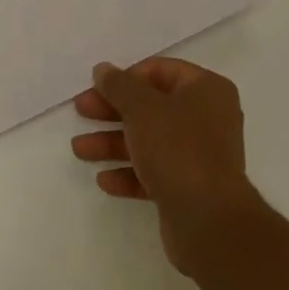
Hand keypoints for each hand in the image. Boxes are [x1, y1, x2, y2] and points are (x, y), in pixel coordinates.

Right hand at [72, 57, 261, 276]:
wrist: (209, 220)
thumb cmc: (177, 148)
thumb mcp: (141, 108)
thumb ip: (118, 85)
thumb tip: (103, 69)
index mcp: (207, 89)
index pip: (160, 71)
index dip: (126, 77)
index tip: (98, 88)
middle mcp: (208, 118)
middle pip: (151, 106)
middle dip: (112, 111)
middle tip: (81, 111)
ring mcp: (200, 155)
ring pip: (149, 141)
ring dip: (113, 143)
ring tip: (80, 150)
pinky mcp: (191, 188)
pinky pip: (155, 172)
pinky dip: (129, 173)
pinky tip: (104, 180)